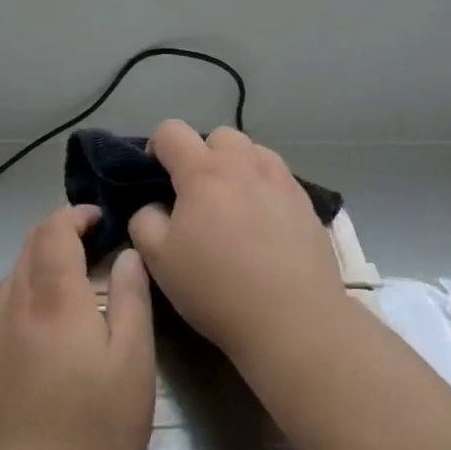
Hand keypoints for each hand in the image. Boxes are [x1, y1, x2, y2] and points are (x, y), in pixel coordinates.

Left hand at [0, 205, 156, 449]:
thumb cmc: (94, 429)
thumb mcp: (133, 363)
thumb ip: (131, 300)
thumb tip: (126, 254)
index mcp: (54, 299)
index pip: (53, 231)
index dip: (74, 215)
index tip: (99, 217)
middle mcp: (17, 307)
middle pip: (28, 246)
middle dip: (57, 230)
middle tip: (90, 238)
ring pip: (13, 275)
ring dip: (40, 258)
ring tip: (71, 273)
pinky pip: (5, 306)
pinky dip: (27, 289)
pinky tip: (47, 318)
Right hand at [128, 120, 346, 364]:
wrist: (293, 319)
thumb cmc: (217, 287)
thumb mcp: (158, 260)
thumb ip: (144, 221)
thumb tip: (154, 206)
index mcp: (203, 171)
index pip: (171, 131)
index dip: (156, 147)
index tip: (155, 176)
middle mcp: (244, 163)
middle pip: (217, 136)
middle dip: (201, 155)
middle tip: (196, 195)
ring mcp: (280, 179)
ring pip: (252, 152)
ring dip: (236, 167)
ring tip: (233, 205)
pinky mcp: (306, 201)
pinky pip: (277, 176)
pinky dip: (263, 187)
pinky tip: (263, 223)